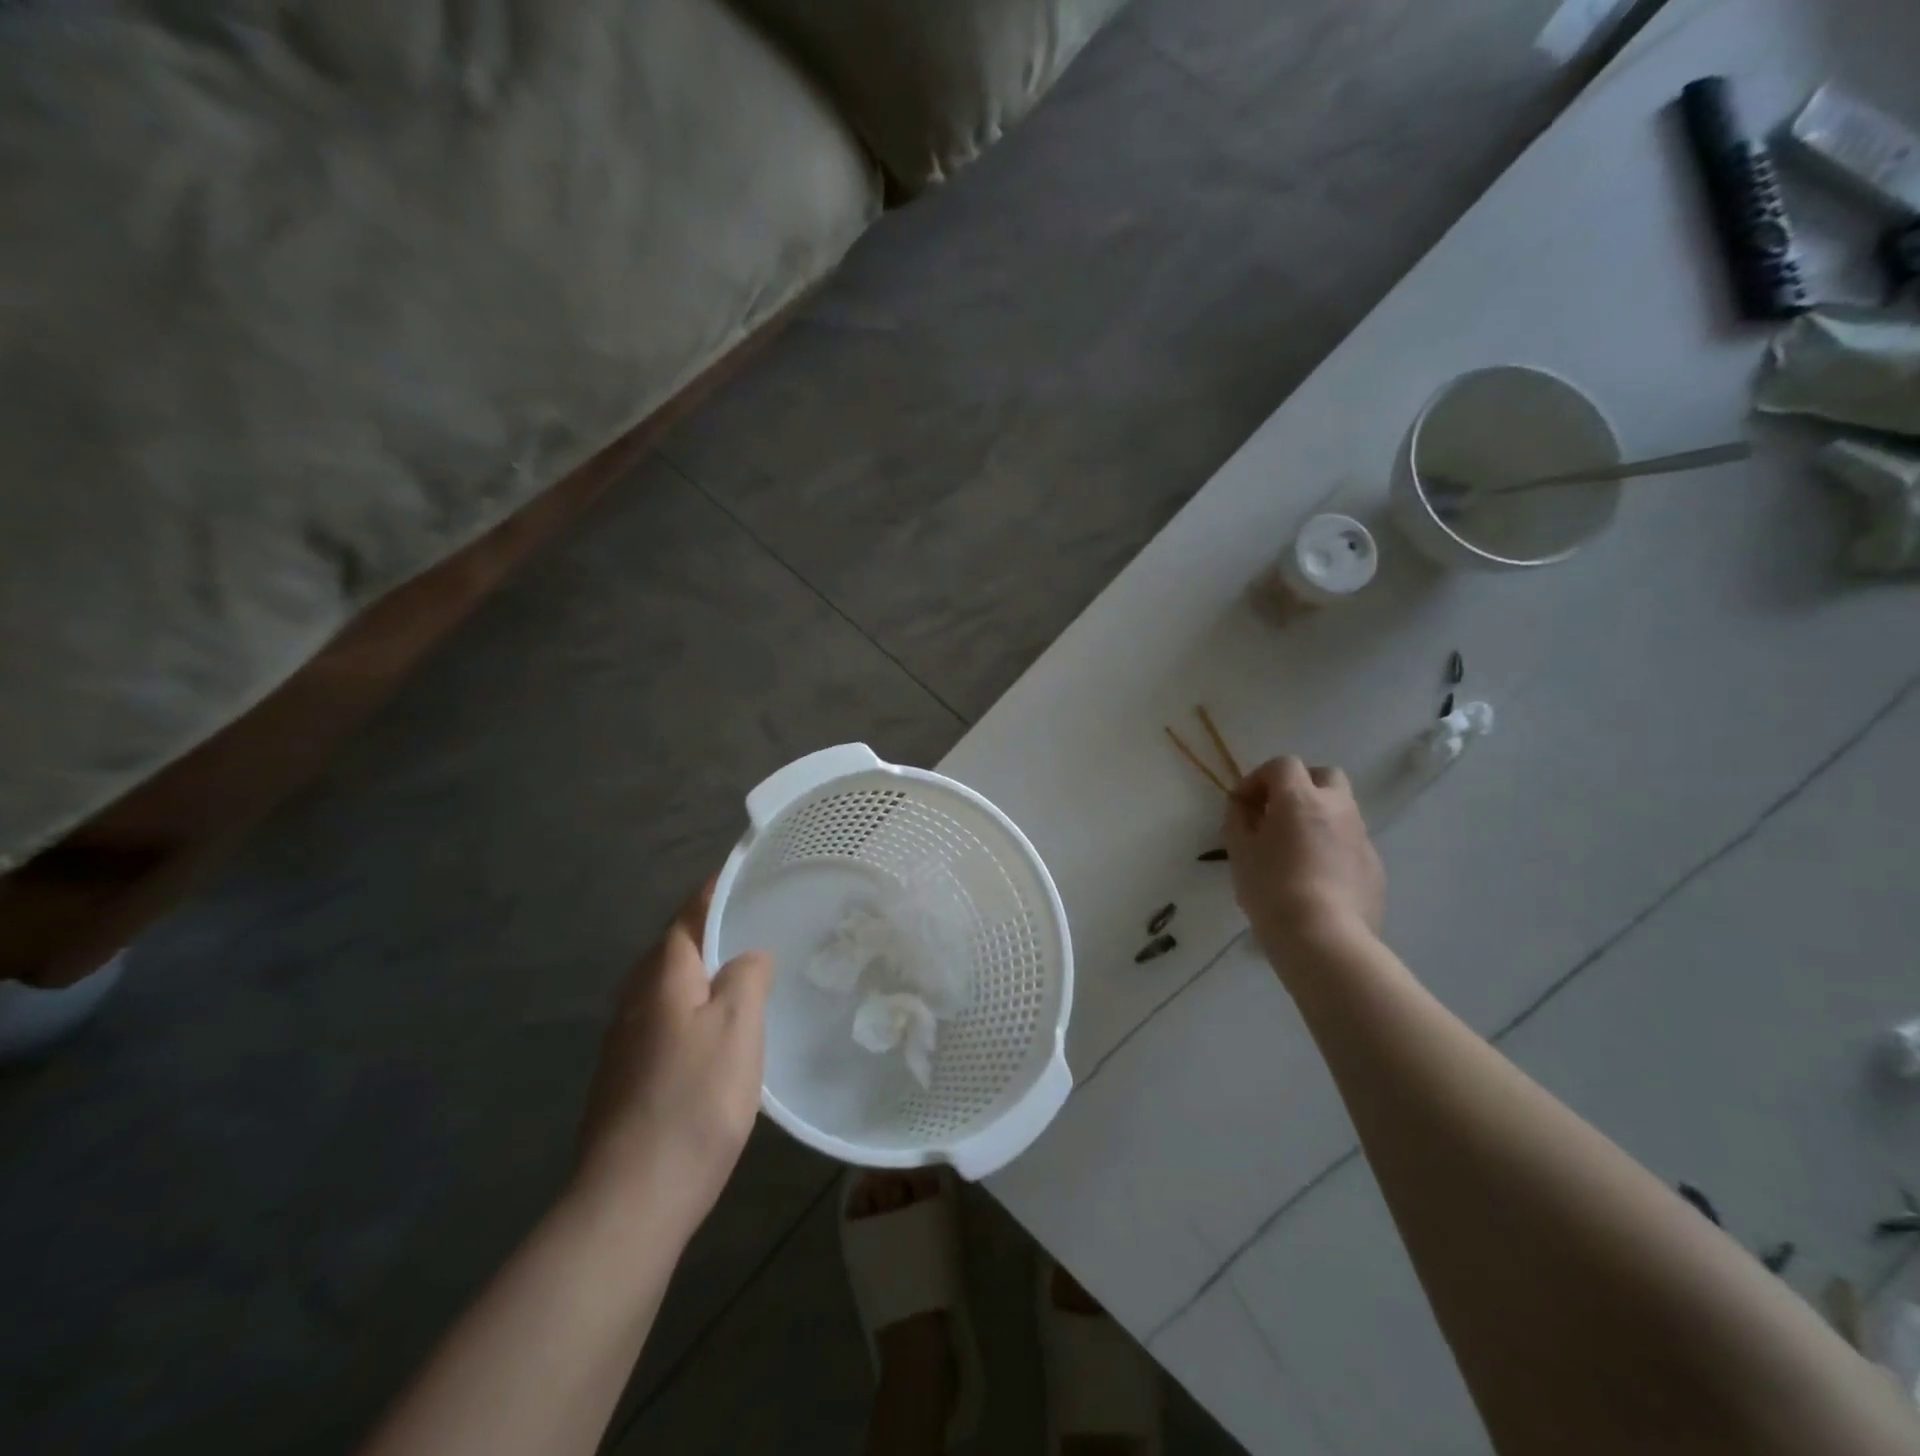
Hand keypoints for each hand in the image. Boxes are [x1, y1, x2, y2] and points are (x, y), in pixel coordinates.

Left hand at [575, 885, 773, 1231]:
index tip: (747, 872)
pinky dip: (696, 1008)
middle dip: (714, 930)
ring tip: (748, 972)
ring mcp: (626, 1038)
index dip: (718, 889)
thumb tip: (748, 955)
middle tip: (760, 923)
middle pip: (678, 947)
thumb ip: (746, 976)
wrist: (632, 1198)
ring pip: (672, 985)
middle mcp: (635, 997)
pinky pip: (667, 1019)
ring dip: (706, 972)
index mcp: (662, 975)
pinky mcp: (626, 1074)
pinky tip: (721, 1032)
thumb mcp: (738, 1027)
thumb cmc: (694, 1101)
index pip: (691, 913)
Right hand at [1223, 757, 1384, 964]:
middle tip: (1276, 814)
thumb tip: (1244, 806)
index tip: (1242, 805)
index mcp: (1301, 798)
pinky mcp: (1374, 866)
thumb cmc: (1272, 889)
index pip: (1282, 765)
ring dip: (1317, 816)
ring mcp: (1361, 837)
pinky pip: (1350, 842)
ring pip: (1341, 809)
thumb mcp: (1239, 851)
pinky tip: (1314, 877)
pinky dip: (1332, 846)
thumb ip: (1238, 819)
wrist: (1324, 939)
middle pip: (1324, 776)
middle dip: (1299, 787)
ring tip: (1293, 848)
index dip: (1258, 778)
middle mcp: (1338, 808)